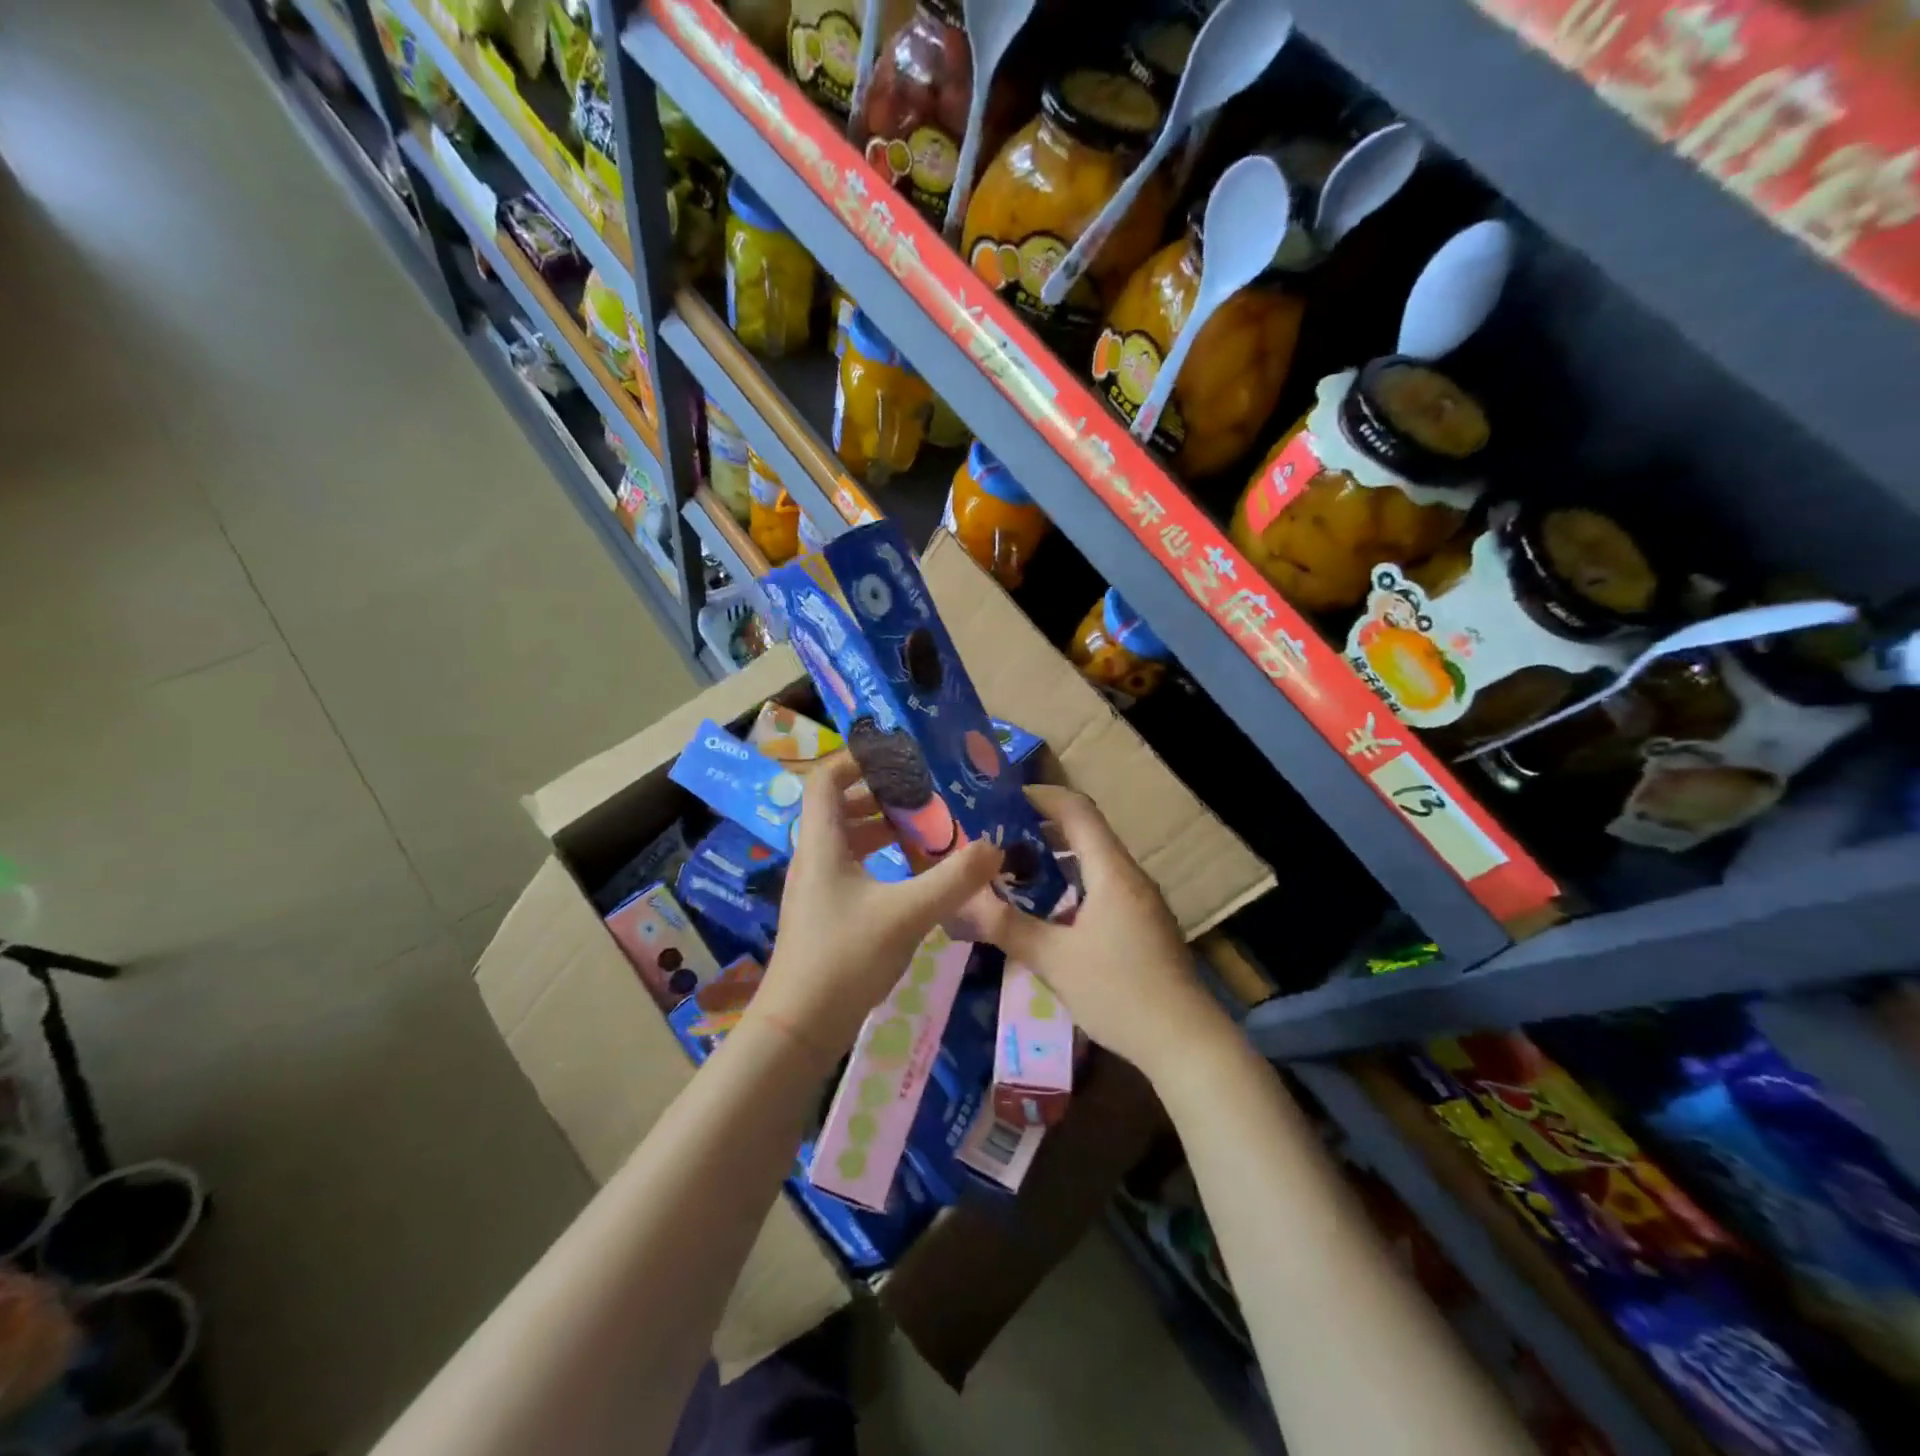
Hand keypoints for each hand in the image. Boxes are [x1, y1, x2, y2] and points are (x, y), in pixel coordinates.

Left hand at [748, 753, 1001, 1067]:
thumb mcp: (907, 914)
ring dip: (879, 827)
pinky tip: (909, 876)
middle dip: (878, 794)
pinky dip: (876, 858)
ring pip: (844, 839)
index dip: (856, 760)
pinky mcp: (822, 913)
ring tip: (922, 829)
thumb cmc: (845, 958)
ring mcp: (814, 887)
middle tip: (921, 794)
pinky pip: (848, 867)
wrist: (799, 1027)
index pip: (826, 779)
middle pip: (837, 806)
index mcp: (822, 843)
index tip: (898, 757)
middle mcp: (812, 857)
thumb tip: (994, 846)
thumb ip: (953, 879)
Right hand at [966, 785, 1233, 1080]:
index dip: (1042, 796)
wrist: (1185, 1041)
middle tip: (999, 837)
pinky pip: (1104, 886)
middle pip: (1086, 832)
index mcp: (1111, 872)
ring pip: (1095, 861)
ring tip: (1016, 869)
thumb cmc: (1118, 992)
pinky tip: (1049, 910)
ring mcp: (1141, 900)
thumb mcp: (1053, 960)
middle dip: (1042, 828)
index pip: (1077, 811)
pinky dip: (1073, 883)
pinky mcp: (1144, 924)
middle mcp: (1130, 876)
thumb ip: (1007, 926)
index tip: (1004, 798)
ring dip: (1057, 858)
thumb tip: (962, 901)